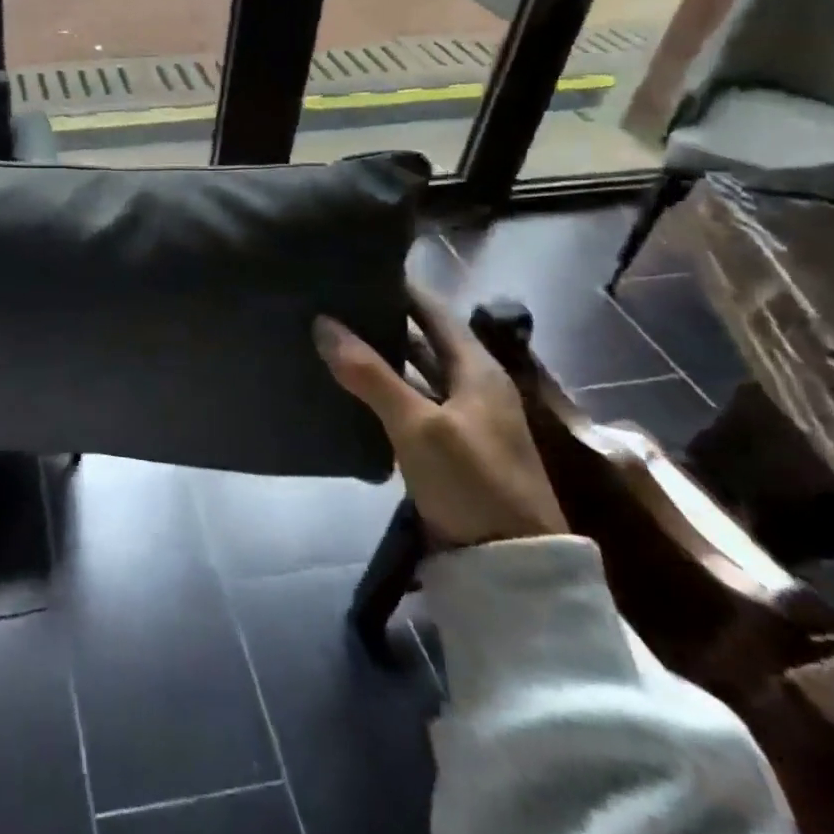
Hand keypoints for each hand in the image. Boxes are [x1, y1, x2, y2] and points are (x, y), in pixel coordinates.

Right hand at [314, 285, 566, 547]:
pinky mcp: (446, 447)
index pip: (434, 312)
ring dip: (379, 357)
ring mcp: (460, 419)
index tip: (359, 268)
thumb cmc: (472, 482)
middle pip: (423, 340)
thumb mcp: (418, 426)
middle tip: (333, 301)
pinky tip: (347, 387)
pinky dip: (381, 391)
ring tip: (330, 336)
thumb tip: (322, 323)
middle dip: (382, 320)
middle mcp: (472, 386)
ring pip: (413, 374)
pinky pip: (408, 404)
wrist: (511, 565)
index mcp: (478, 370)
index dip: (401, 289)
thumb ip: (370, 375)